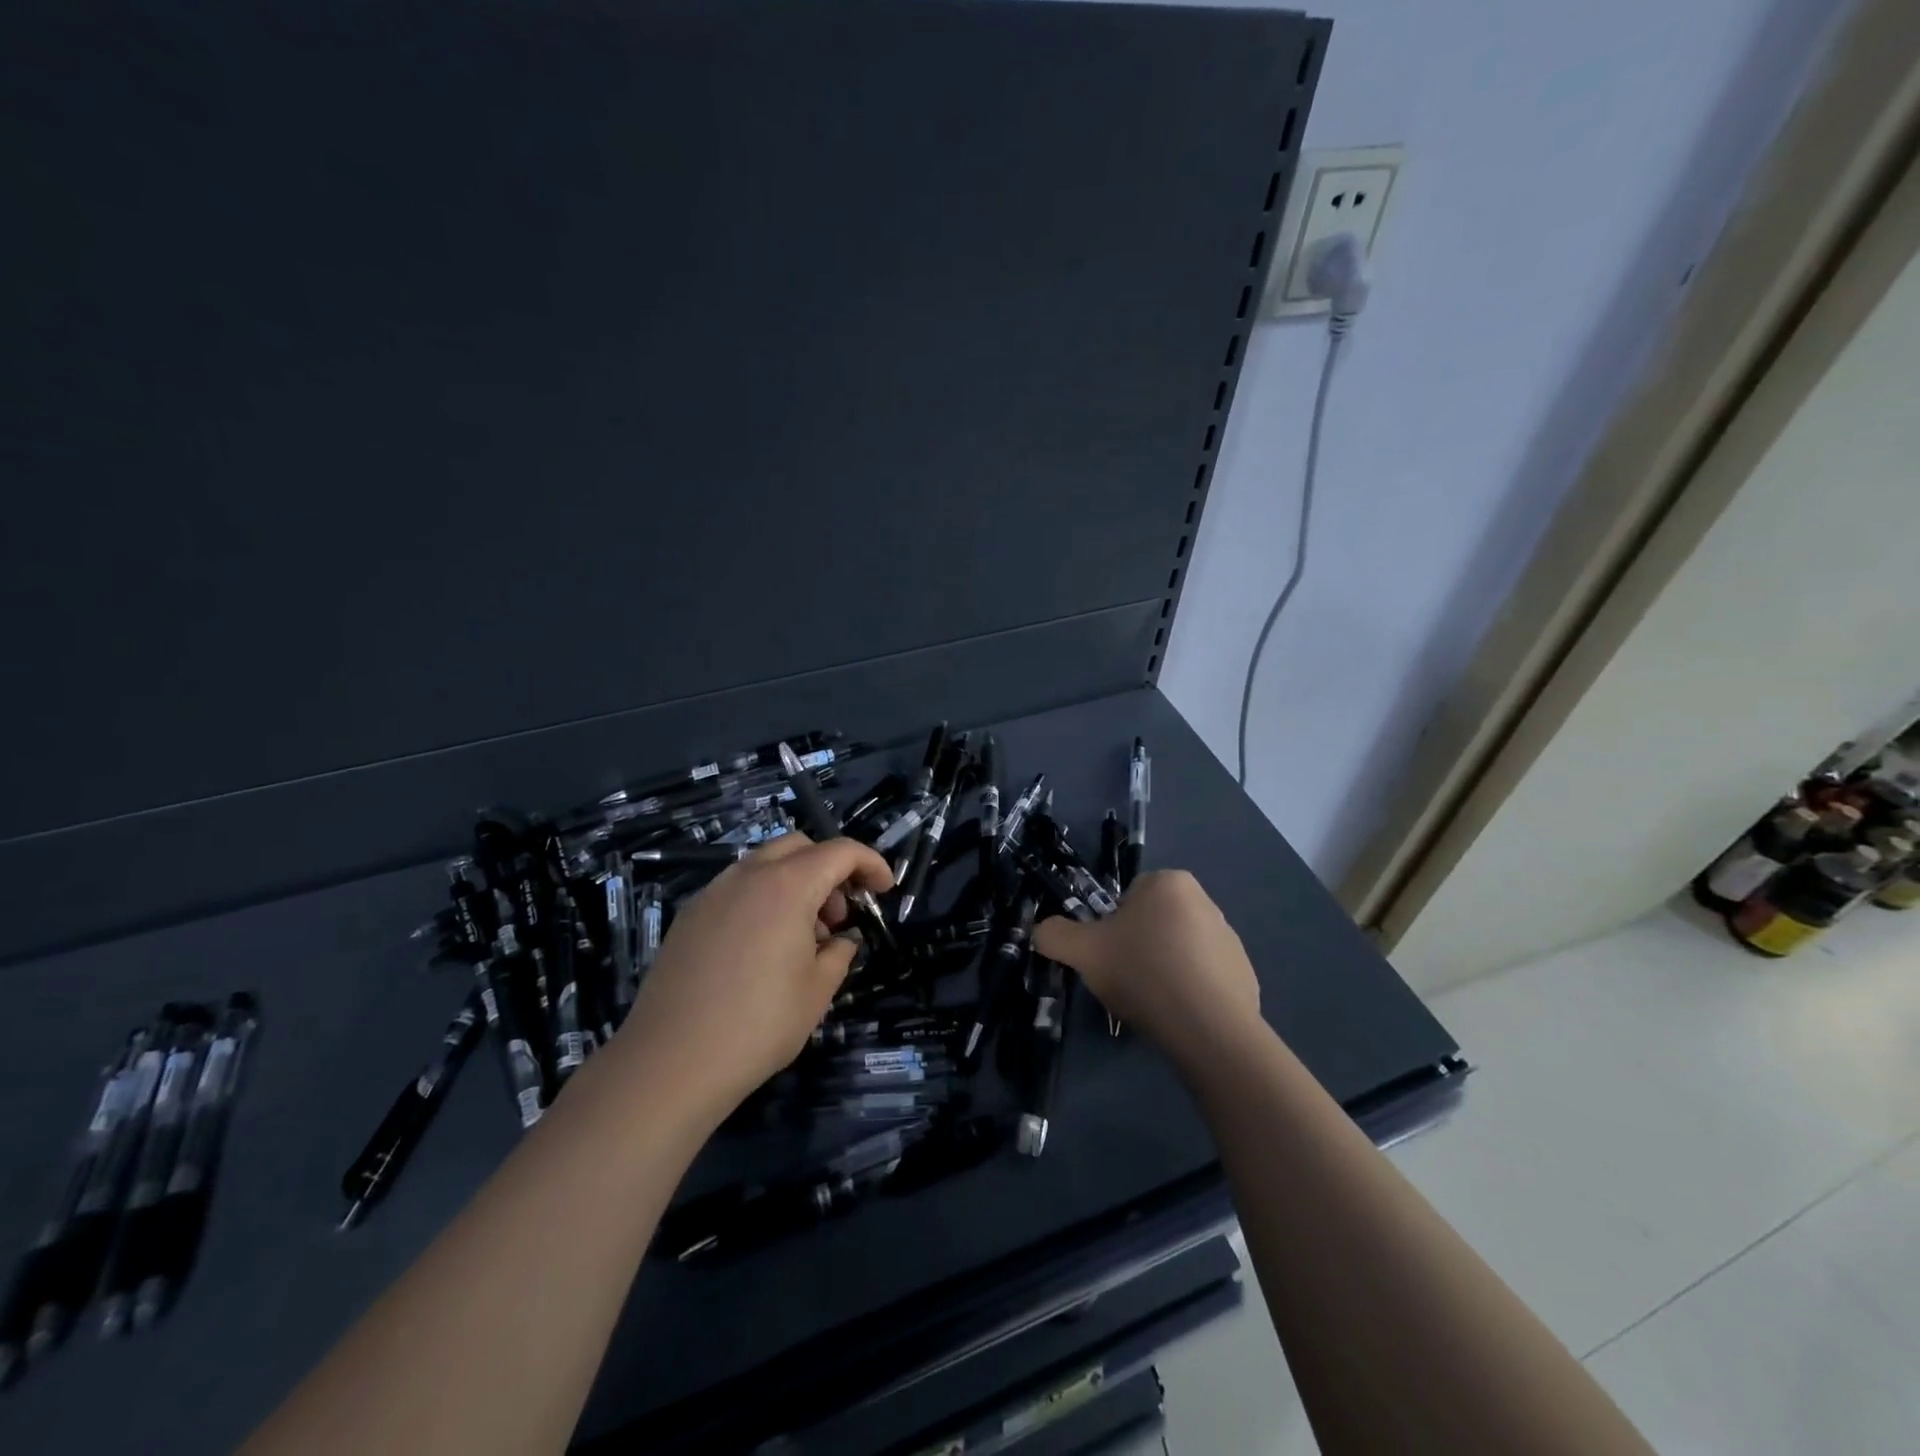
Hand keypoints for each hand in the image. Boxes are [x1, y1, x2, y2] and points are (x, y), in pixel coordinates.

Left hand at [608, 834, 892, 1121]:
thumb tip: (839, 941)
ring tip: (801, 940)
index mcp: (787, 886)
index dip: (870, 863)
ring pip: (765, 865)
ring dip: (795, 884)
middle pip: (800, 847)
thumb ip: (839, 953)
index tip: (884, 890)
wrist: (671, 1062)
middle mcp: (748, 876)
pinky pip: (737, 889)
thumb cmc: (759, 1025)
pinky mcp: (689, 916)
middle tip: (838, 918)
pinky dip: (763, 900)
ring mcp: (712, 893)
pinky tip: (761, 949)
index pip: (840, 851)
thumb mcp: (818, 990)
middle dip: (829, 870)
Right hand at [1033, 870, 1260, 1066]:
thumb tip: (1042, 930)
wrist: (1208, 1029)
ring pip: (1178, 950)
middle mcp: (1206, 901)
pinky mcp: (1245, 974)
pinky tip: (1179, 1015)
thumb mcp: (1082, 951)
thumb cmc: (1142, 972)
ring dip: (1164, 969)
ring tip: (1153, 1002)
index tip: (1109, 956)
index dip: (1111, 928)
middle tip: (1125, 979)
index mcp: (1169, 883)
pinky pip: (1204, 978)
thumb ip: (1055, 934)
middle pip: (1154, 923)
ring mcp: (1230, 939)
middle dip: (1138, 947)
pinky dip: (1190, 992)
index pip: (1128, 898)